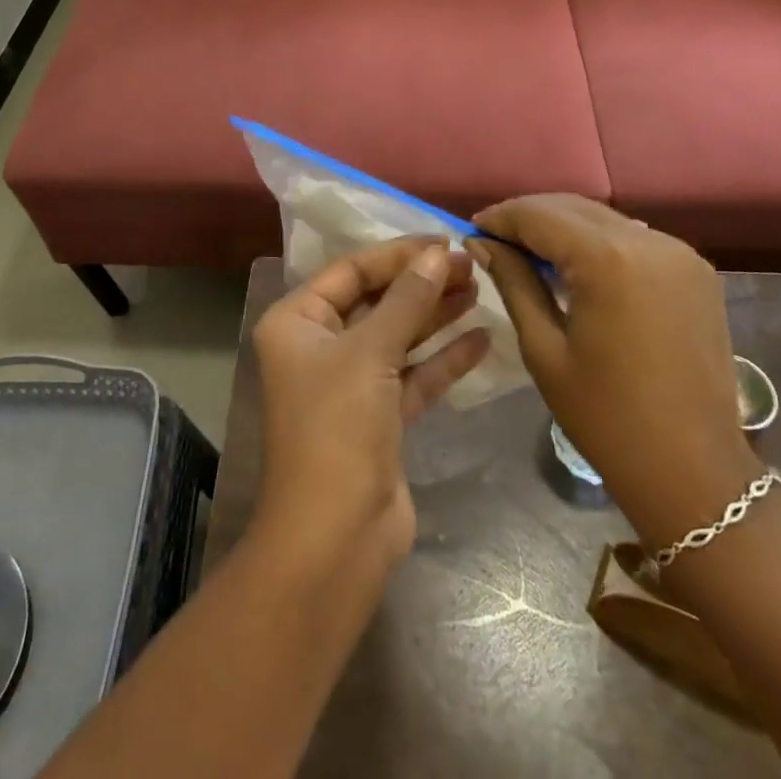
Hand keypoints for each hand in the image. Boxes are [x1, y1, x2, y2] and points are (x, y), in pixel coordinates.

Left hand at [250, 240, 491, 580]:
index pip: (351, 271)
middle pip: (377, 301)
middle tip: (470, 265)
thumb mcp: (371, 352)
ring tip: (480, 289)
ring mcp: (350, 384)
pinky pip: (413, 375)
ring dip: (436, 315)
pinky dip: (443, 358)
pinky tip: (482, 339)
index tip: (444, 241)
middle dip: (421, 283)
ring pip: (398, 336)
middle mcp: (319, 347)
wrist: (335, 538)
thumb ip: (407, 300)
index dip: (398, 255)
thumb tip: (438, 254)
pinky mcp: (379, 418)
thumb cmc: (338, 428)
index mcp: (297, 322)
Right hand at [474, 195, 758, 547]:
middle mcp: (648, 241)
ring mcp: (680, 253)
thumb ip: (514, 282)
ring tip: (530, 252)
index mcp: (608, 260)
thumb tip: (481, 242)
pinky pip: (634, 239)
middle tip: (494, 239)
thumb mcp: (544, 349)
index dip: (501, 218)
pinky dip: (599, 243)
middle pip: (573, 207)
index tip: (471, 229)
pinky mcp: (696, 270)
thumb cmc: (606, 417)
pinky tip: (578, 267)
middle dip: (530, 217)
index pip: (540, 215)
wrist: (694, 472)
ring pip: (604, 219)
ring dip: (564, 227)